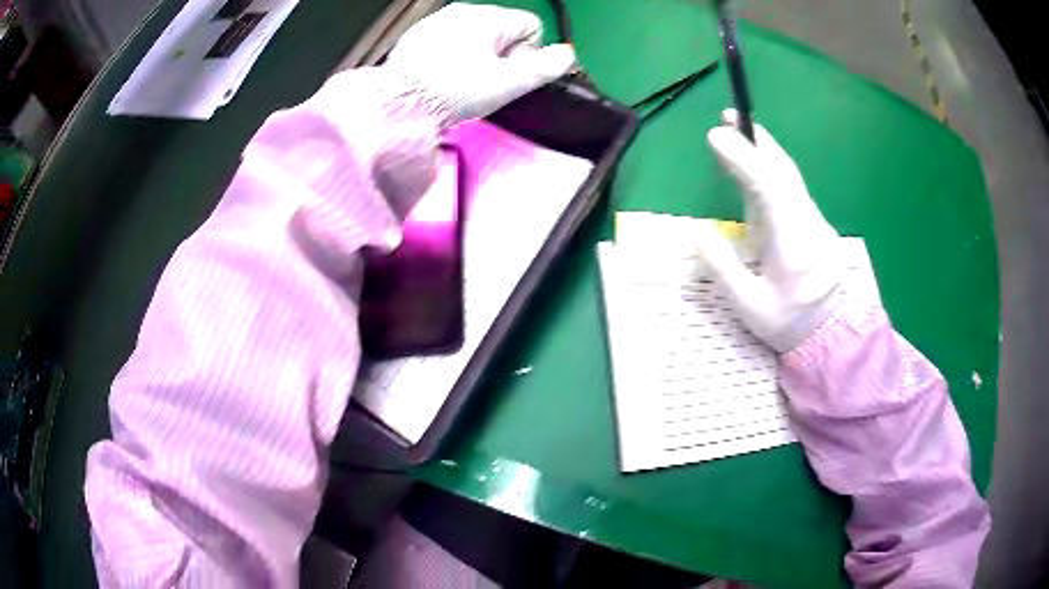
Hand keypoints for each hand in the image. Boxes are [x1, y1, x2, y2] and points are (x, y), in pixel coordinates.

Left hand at [387, 4, 576, 124]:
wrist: (399, 104)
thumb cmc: (455, 91)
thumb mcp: (508, 83)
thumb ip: (544, 67)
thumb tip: (567, 55)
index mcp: (489, 16)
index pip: (531, 27)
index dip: (528, 55)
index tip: (507, 76)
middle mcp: (463, 10)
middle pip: (503, 31)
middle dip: (502, 56)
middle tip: (484, 83)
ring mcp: (437, 21)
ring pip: (476, 37)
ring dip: (477, 57)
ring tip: (461, 82)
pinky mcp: (417, 36)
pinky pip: (449, 42)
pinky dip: (452, 57)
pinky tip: (442, 77)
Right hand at [696, 110, 841, 351]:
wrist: (830, 338)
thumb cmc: (787, 325)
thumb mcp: (749, 306)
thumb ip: (723, 268)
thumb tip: (699, 231)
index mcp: (794, 244)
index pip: (769, 189)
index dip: (743, 158)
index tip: (716, 136)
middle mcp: (810, 225)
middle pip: (784, 173)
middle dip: (757, 141)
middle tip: (728, 117)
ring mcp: (817, 223)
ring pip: (791, 178)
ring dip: (765, 151)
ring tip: (739, 131)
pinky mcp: (817, 225)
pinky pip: (793, 191)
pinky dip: (773, 170)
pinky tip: (757, 167)